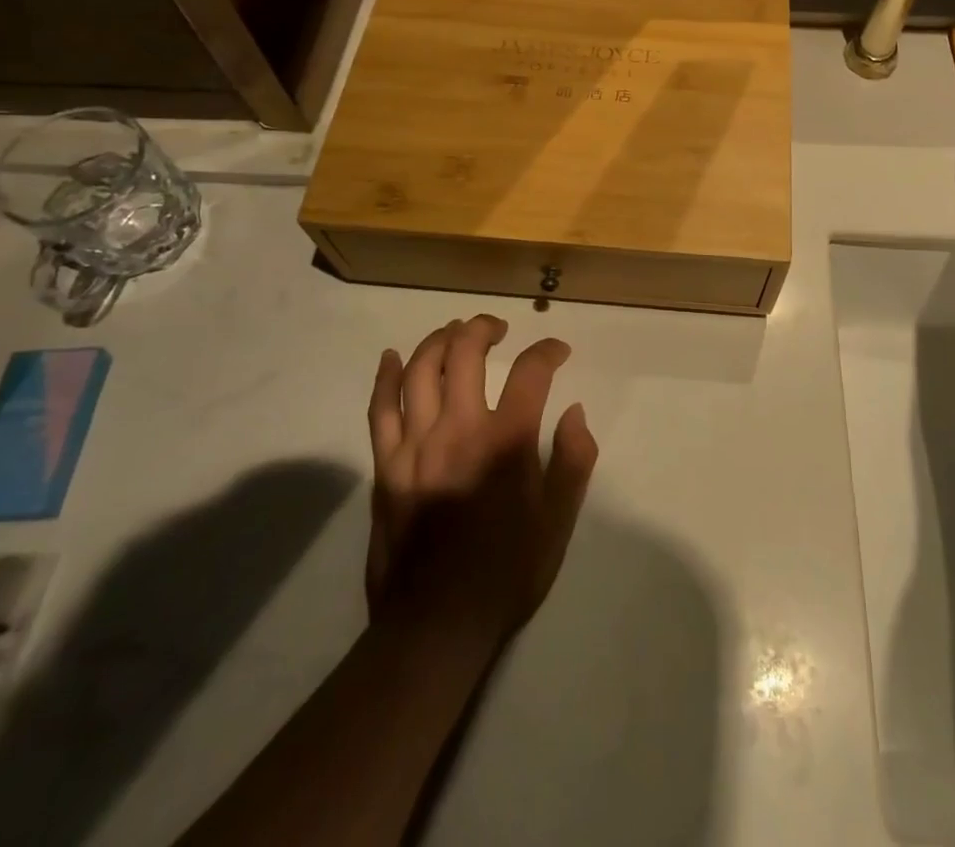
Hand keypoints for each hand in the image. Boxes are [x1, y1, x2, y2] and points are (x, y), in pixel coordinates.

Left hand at [365, 316, 597, 649]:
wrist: (436, 625)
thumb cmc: (506, 573)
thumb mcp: (558, 522)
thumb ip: (573, 460)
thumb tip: (575, 412)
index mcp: (506, 442)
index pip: (531, 372)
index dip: (548, 351)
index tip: (558, 352)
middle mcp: (459, 430)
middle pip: (465, 352)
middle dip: (484, 328)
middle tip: (498, 329)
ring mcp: (415, 445)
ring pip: (420, 370)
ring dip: (439, 341)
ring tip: (455, 333)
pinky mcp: (386, 466)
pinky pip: (379, 409)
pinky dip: (386, 377)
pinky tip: (393, 357)